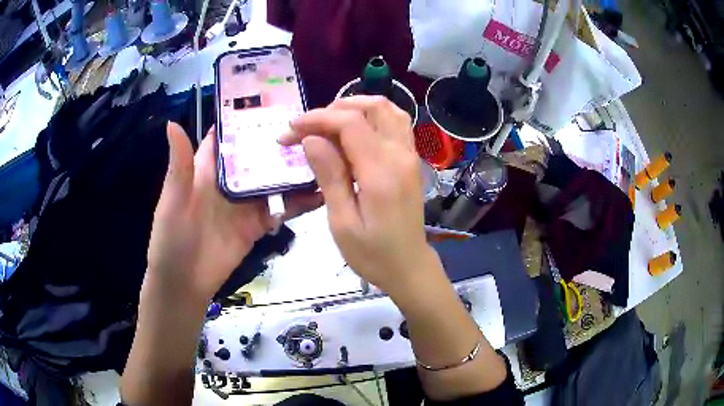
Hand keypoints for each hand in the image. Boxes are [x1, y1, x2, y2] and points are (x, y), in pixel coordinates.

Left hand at [147, 122, 321, 302]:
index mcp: (208, 169)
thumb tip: (172, 122)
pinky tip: (321, 193)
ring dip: (296, 170)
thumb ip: (180, 165)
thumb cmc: (171, 238)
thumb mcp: (172, 200)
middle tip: (315, 125)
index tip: (275, 99)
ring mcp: (247, 203)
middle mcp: (231, 181)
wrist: (185, 283)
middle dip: (281, 140)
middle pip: (258, 154)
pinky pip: (281, 209)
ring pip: (275, 180)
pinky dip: (299, 202)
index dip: (246, 118)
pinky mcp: (258, 225)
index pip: (229, 136)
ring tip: (326, 154)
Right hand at [280, 96, 436, 294]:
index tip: (291, 130)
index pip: (350, 124)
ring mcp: (410, 155)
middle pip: (373, 107)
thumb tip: (312, 139)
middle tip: (308, 128)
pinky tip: (352, 131)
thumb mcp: (342, 222)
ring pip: (388, 110)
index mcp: (381, 172)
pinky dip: (371, 117)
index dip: (318, 119)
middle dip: (335, 109)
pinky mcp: (410, 160)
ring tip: (328, 124)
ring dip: (356, 107)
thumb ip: (329, 176)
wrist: (409, 267)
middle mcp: (400, 155)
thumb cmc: (372, 254)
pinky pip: (395, 123)